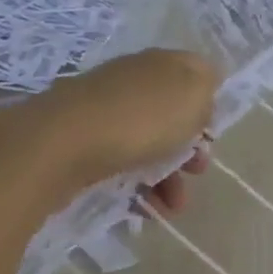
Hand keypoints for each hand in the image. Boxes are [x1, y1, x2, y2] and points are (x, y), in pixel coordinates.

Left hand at [20, 49, 219, 193]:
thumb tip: (201, 94)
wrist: (60, 143)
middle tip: (198, 171)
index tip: (212, 132)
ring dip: (167, 176)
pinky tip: (144, 211)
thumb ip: (206, 89)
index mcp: (161, 62)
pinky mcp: (81, 141)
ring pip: (147, 141)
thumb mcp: (192, 95)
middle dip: (190, 146)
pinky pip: (120, 162)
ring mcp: (104, 110)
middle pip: (171, 112)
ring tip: (173, 207)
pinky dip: (137, 186)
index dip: (209, 102)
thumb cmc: (140, 117)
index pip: (196, 72)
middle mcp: (132, 79)